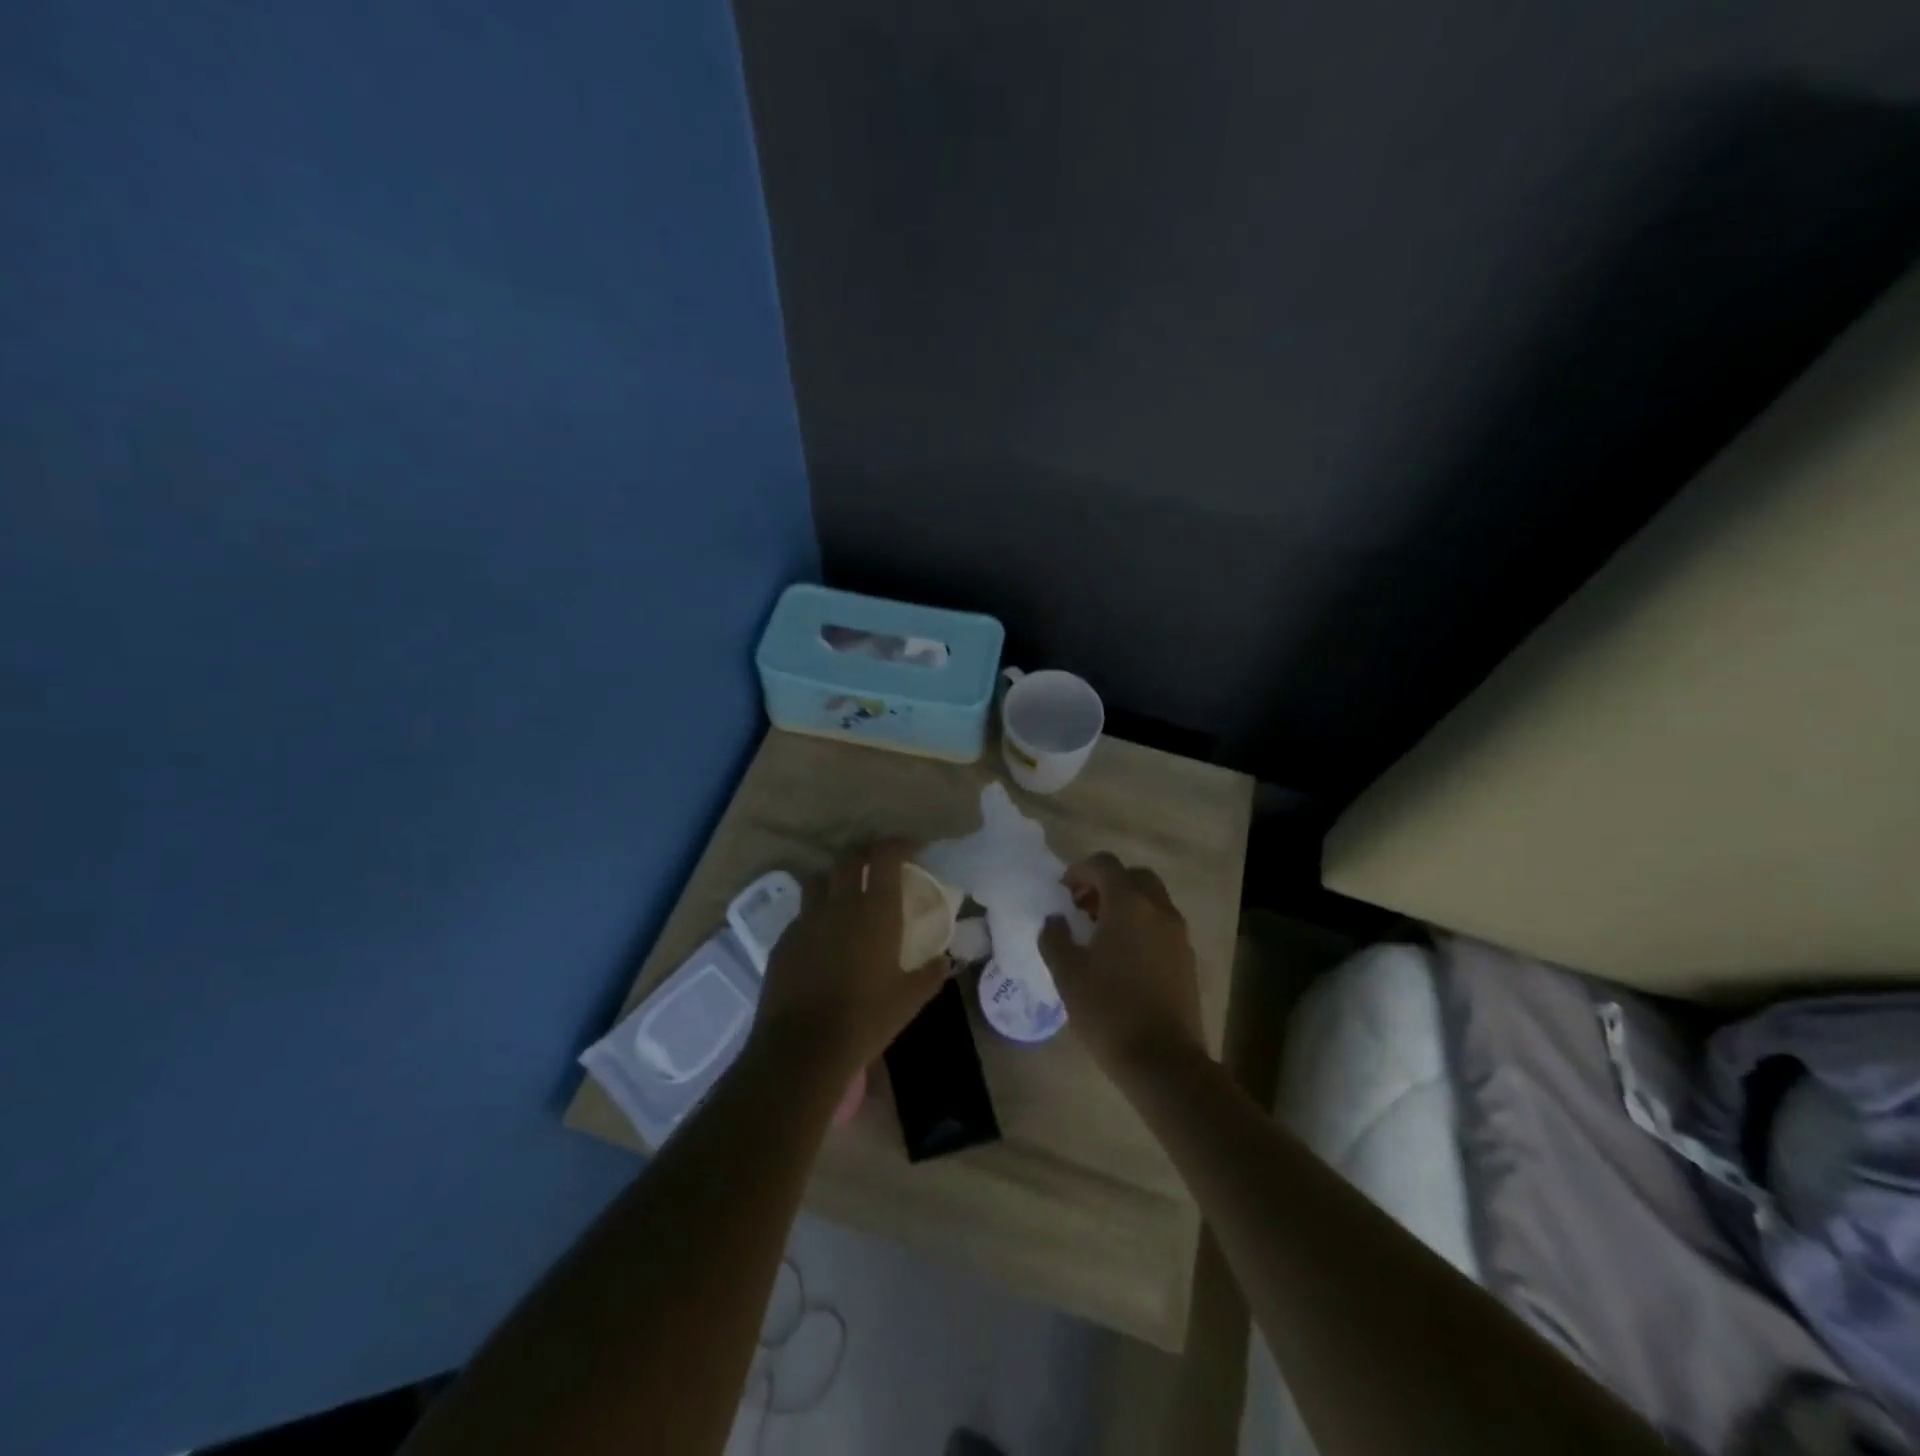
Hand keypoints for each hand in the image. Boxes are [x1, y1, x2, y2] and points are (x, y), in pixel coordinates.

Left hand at [752, 840, 951, 1082]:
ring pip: (819, 880)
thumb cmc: (865, 1019)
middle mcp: (839, 904)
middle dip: (865, 854)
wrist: (802, 1047)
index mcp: (875, 910)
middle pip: (848, 858)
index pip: (885, 856)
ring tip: (845, 895)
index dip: (898, 844)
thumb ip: (930, 974)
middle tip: (878, 867)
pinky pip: (802, 913)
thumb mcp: (909, 999)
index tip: (910, 848)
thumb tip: (945, 961)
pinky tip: (823, 937)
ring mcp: (806, 919)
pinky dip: (816, 914)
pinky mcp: (784, 940)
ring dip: (835, 879)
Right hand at [1040, 852, 1205, 1084]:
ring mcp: (1178, 935)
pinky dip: (1142, 925)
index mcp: (1129, 905)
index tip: (1062, 892)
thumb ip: (1055, 938)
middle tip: (1083, 908)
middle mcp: (1159, 910)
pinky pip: (1162, 925)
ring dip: (1126, 904)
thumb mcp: (1068, 974)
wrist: (1163, 1061)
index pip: (1105, 864)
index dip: (1080, 871)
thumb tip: (1055, 921)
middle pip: (1134, 876)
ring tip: (1100, 934)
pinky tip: (1123, 957)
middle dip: (1107, 884)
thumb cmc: (1109, 1011)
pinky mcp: (1188, 959)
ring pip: (1152, 900)